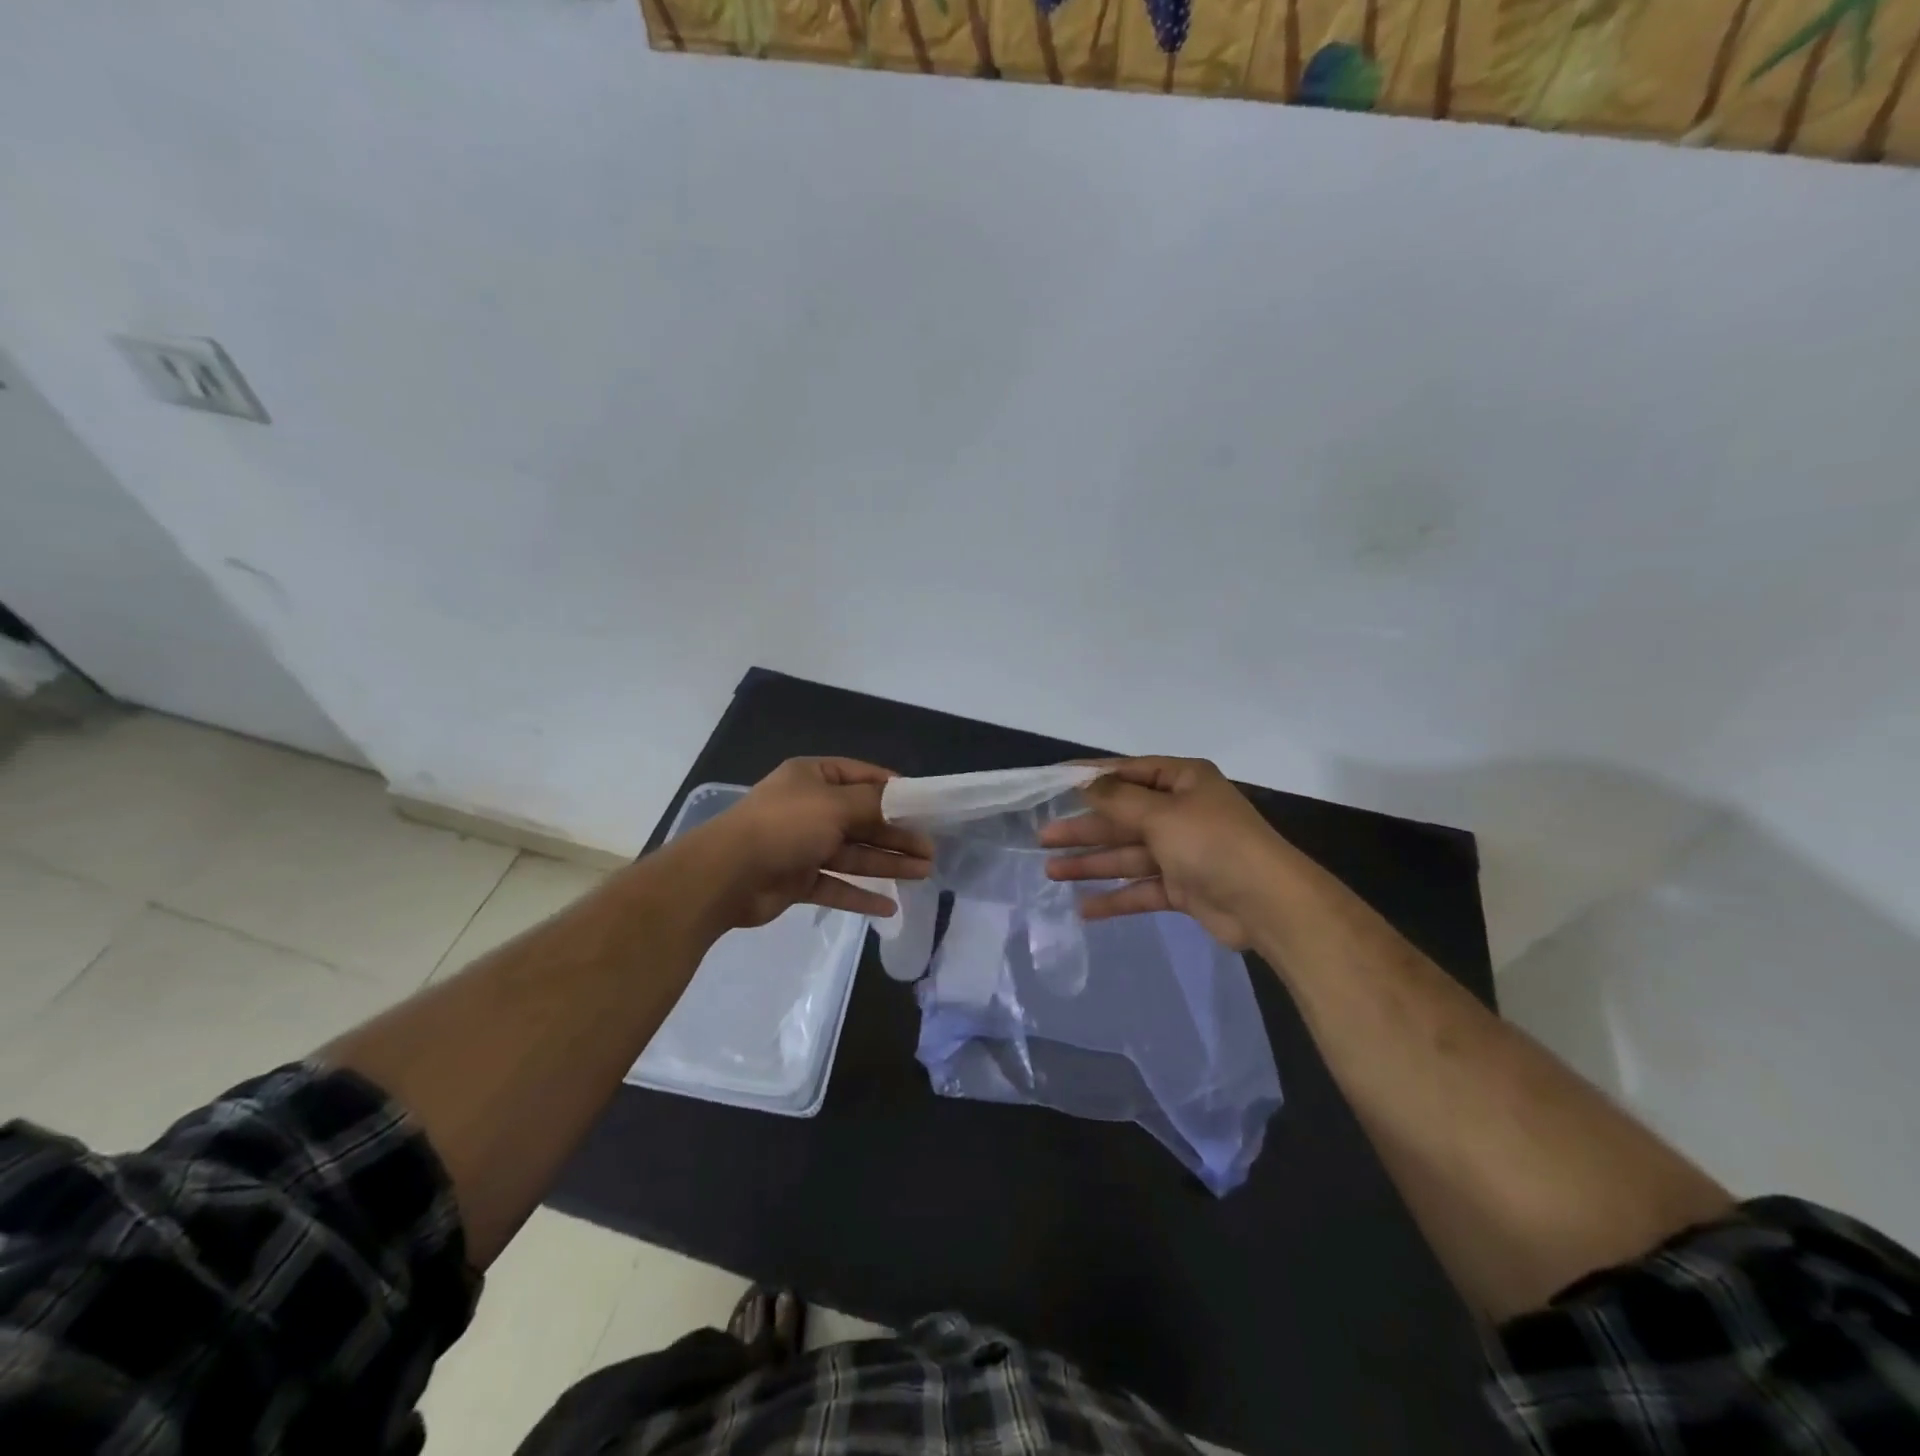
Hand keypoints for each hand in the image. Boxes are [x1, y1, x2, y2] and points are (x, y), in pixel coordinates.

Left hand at [682, 758, 934, 929]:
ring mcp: (803, 845)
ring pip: (854, 853)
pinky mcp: (797, 879)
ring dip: (887, 863)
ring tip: (924, 872)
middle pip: (862, 819)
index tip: (923, 804)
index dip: (893, 789)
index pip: (861, 776)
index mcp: (812, 777)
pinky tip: (890, 905)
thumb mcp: (835, 805)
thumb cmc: (785, 825)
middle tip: (931, 848)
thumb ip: (873, 804)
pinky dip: (861, 895)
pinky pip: (836, 884)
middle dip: (896, 833)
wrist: (726, 875)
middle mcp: (809, 808)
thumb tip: (904, 799)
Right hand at [1039, 757, 1292, 948]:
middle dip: (1084, 828)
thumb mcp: (1160, 813)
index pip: (1127, 772)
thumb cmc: (1211, 843)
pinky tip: (1084, 909)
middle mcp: (1181, 812)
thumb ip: (1117, 800)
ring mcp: (1182, 851)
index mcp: (1182, 781)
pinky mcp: (1184, 888)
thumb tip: (1086, 781)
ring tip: (1051, 871)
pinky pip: (1142, 889)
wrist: (1267, 904)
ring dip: (1092, 863)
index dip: (1089, 777)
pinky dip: (1116, 898)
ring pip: (1128, 854)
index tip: (1052, 782)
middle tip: (1044, 837)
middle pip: (1122, 817)